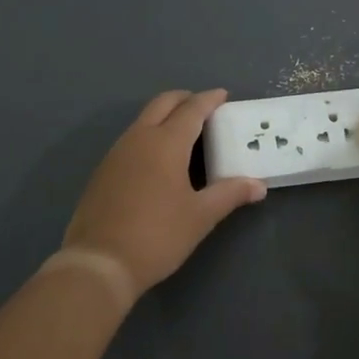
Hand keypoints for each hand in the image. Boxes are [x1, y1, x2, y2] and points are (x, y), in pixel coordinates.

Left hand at [62, 89, 267, 295]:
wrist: (99, 263)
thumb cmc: (157, 235)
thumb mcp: (200, 216)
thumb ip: (230, 194)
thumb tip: (258, 186)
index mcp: (166, 142)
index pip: (192, 109)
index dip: (209, 100)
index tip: (223, 95)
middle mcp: (139, 138)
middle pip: (163, 103)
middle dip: (184, 99)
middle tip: (204, 107)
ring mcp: (116, 153)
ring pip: (143, 119)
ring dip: (165, 115)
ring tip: (184, 131)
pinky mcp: (103, 171)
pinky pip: (131, 139)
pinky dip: (150, 134)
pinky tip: (158, 159)